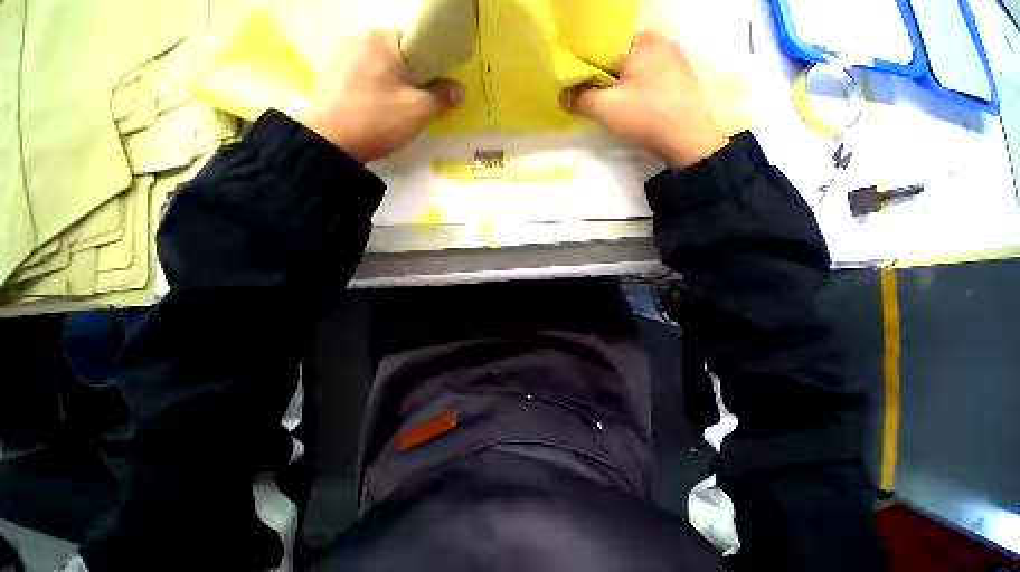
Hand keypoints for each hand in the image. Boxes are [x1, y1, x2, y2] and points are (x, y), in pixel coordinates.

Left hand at [303, 30, 462, 163]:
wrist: (332, 142)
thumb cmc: (378, 121)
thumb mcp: (418, 112)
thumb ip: (442, 97)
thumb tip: (459, 89)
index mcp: (382, 39)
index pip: (417, 42)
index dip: (432, 65)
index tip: (436, 88)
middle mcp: (359, 37)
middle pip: (398, 53)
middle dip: (412, 75)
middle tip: (418, 102)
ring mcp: (341, 53)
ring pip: (380, 64)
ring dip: (393, 81)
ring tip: (396, 107)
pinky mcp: (331, 71)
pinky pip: (363, 72)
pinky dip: (375, 86)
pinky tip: (376, 106)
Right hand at [561, 30, 728, 167]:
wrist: (687, 136)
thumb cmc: (644, 115)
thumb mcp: (604, 109)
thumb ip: (580, 100)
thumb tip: (562, 96)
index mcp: (640, 40)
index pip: (605, 44)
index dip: (589, 63)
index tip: (581, 83)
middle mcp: (659, 40)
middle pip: (621, 54)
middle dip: (606, 73)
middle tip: (597, 96)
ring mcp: (674, 56)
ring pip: (637, 65)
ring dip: (623, 81)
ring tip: (616, 102)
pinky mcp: (682, 74)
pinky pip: (652, 74)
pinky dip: (640, 85)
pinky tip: (637, 103)